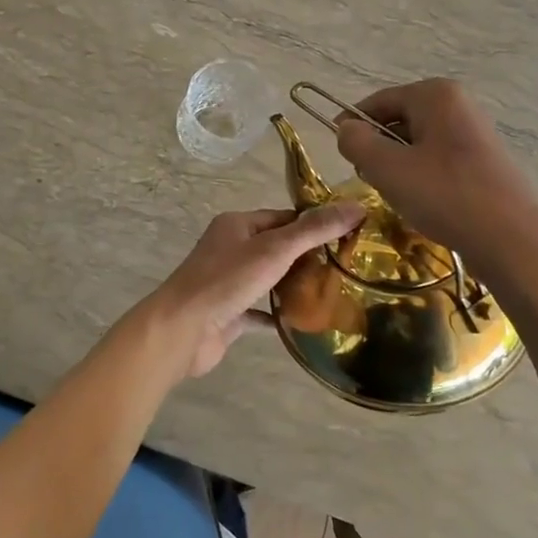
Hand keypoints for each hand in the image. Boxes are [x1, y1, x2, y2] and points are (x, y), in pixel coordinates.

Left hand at [132, 204, 364, 379]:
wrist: (181, 330)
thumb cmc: (226, 281)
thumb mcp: (274, 249)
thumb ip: (314, 230)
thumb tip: (356, 206)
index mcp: (237, 225)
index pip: (283, 218)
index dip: (314, 225)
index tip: (349, 237)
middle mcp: (230, 249)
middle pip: (278, 248)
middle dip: (309, 257)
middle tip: (348, 268)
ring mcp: (228, 282)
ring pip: (269, 279)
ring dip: (295, 286)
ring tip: (335, 293)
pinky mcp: (228, 313)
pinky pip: (260, 310)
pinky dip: (280, 315)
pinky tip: (306, 323)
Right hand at [334, 79, 537, 262]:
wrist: (512, 242)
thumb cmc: (445, 196)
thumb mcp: (387, 168)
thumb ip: (357, 142)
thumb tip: (346, 129)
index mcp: (436, 95)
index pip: (377, 102)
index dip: (351, 124)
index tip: (337, 152)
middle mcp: (458, 105)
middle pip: (398, 121)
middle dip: (378, 149)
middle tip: (368, 180)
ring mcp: (475, 133)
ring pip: (417, 144)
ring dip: (398, 167)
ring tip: (398, 196)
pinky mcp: (484, 162)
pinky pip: (438, 161)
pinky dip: (422, 178)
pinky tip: (423, 205)